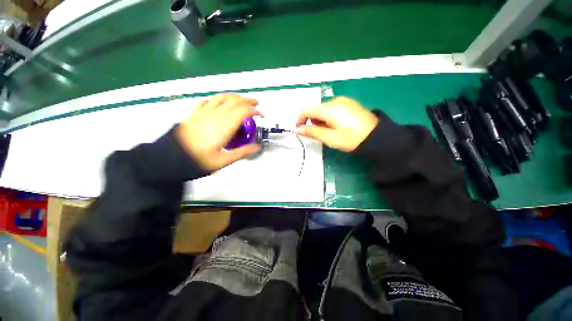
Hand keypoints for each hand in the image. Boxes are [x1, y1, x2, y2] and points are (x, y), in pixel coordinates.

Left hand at [176, 93, 260, 170]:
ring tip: (242, 98)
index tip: (260, 115)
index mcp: (225, 126)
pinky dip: (217, 99)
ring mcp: (204, 112)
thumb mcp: (224, 160)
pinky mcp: (195, 113)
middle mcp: (216, 115)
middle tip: (256, 104)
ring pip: (222, 97)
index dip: (254, 111)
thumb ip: (243, 152)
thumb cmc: (200, 160)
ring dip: (234, 96)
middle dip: (248, 101)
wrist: (173, 157)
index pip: (243, 112)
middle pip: (235, 102)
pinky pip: (207, 101)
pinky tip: (219, 101)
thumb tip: (257, 147)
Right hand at [296, 97, 377, 151]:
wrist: (376, 136)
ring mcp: (343, 101)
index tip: (299, 130)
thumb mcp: (329, 138)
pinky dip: (328, 116)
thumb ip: (312, 132)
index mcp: (328, 109)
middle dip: (311, 121)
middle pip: (315, 109)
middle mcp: (334, 101)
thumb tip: (298, 129)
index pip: (306, 110)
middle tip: (315, 134)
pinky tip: (335, 125)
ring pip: (324, 109)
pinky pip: (333, 108)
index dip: (300, 119)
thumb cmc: (350, 138)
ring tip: (326, 131)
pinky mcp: (350, 104)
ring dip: (320, 119)